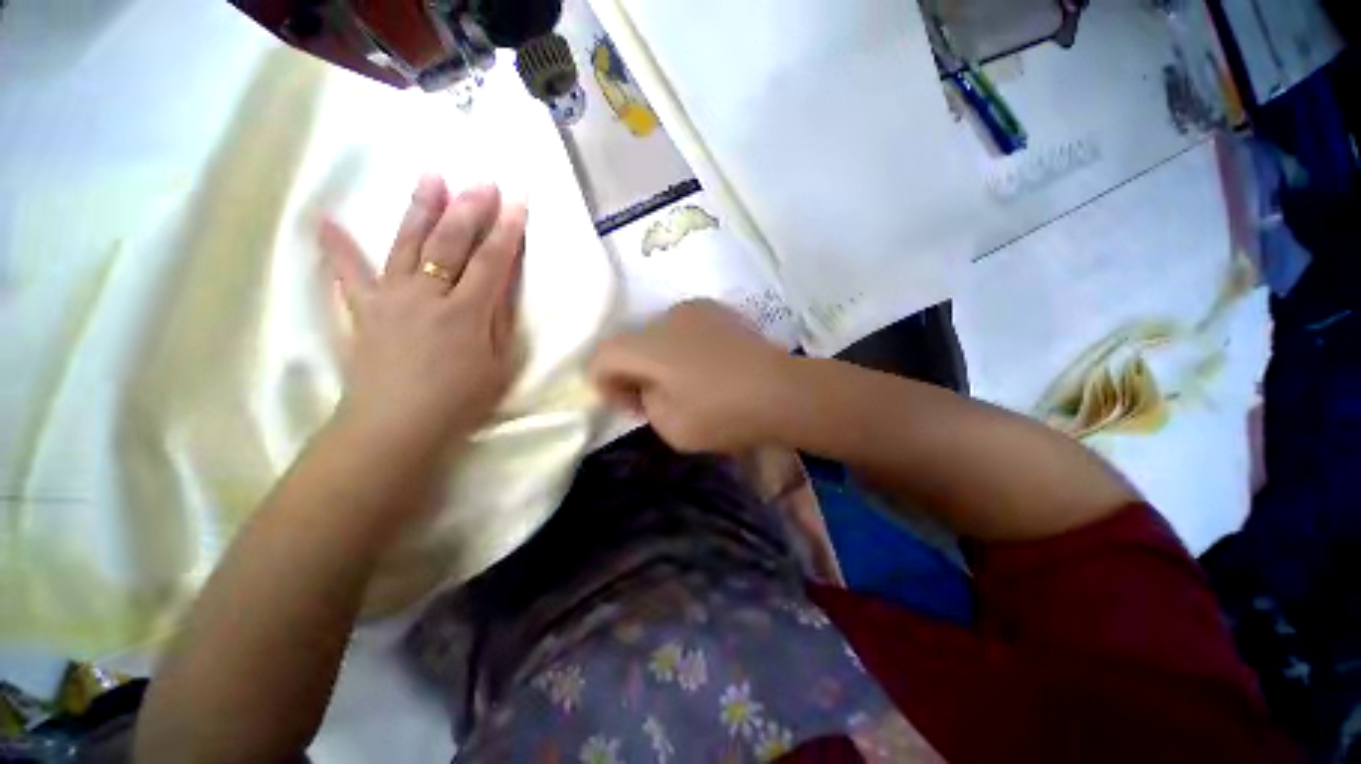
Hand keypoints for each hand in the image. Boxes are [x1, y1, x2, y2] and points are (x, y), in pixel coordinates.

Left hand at [319, 176, 524, 458]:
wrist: (397, 427)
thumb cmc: (458, 402)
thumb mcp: (497, 365)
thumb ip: (498, 323)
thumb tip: (498, 289)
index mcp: (466, 312)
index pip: (492, 262)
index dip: (507, 231)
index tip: (517, 203)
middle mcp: (428, 295)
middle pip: (450, 243)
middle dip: (469, 209)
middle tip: (481, 181)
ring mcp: (391, 298)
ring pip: (407, 244)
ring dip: (421, 209)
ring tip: (431, 177)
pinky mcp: (364, 310)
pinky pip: (348, 274)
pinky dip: (337, 248)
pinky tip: (325, 221)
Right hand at [589, 300, 791, 452]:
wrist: (783, 391)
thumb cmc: (724, 413)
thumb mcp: (671, 426)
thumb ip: (645, 403)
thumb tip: (647, 386)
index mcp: (648, 346)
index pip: (602, 356)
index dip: (605, 384)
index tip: (630, 406)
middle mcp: (665, 318)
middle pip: (629, 343)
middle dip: (633, 372)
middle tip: (654, 400)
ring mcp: (694, 309)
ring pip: (657, 335)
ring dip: (658, 359)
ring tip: (684, 383)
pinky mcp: (717, 311)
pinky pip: (683, 329)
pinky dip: (681, 348)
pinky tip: (705, 367)